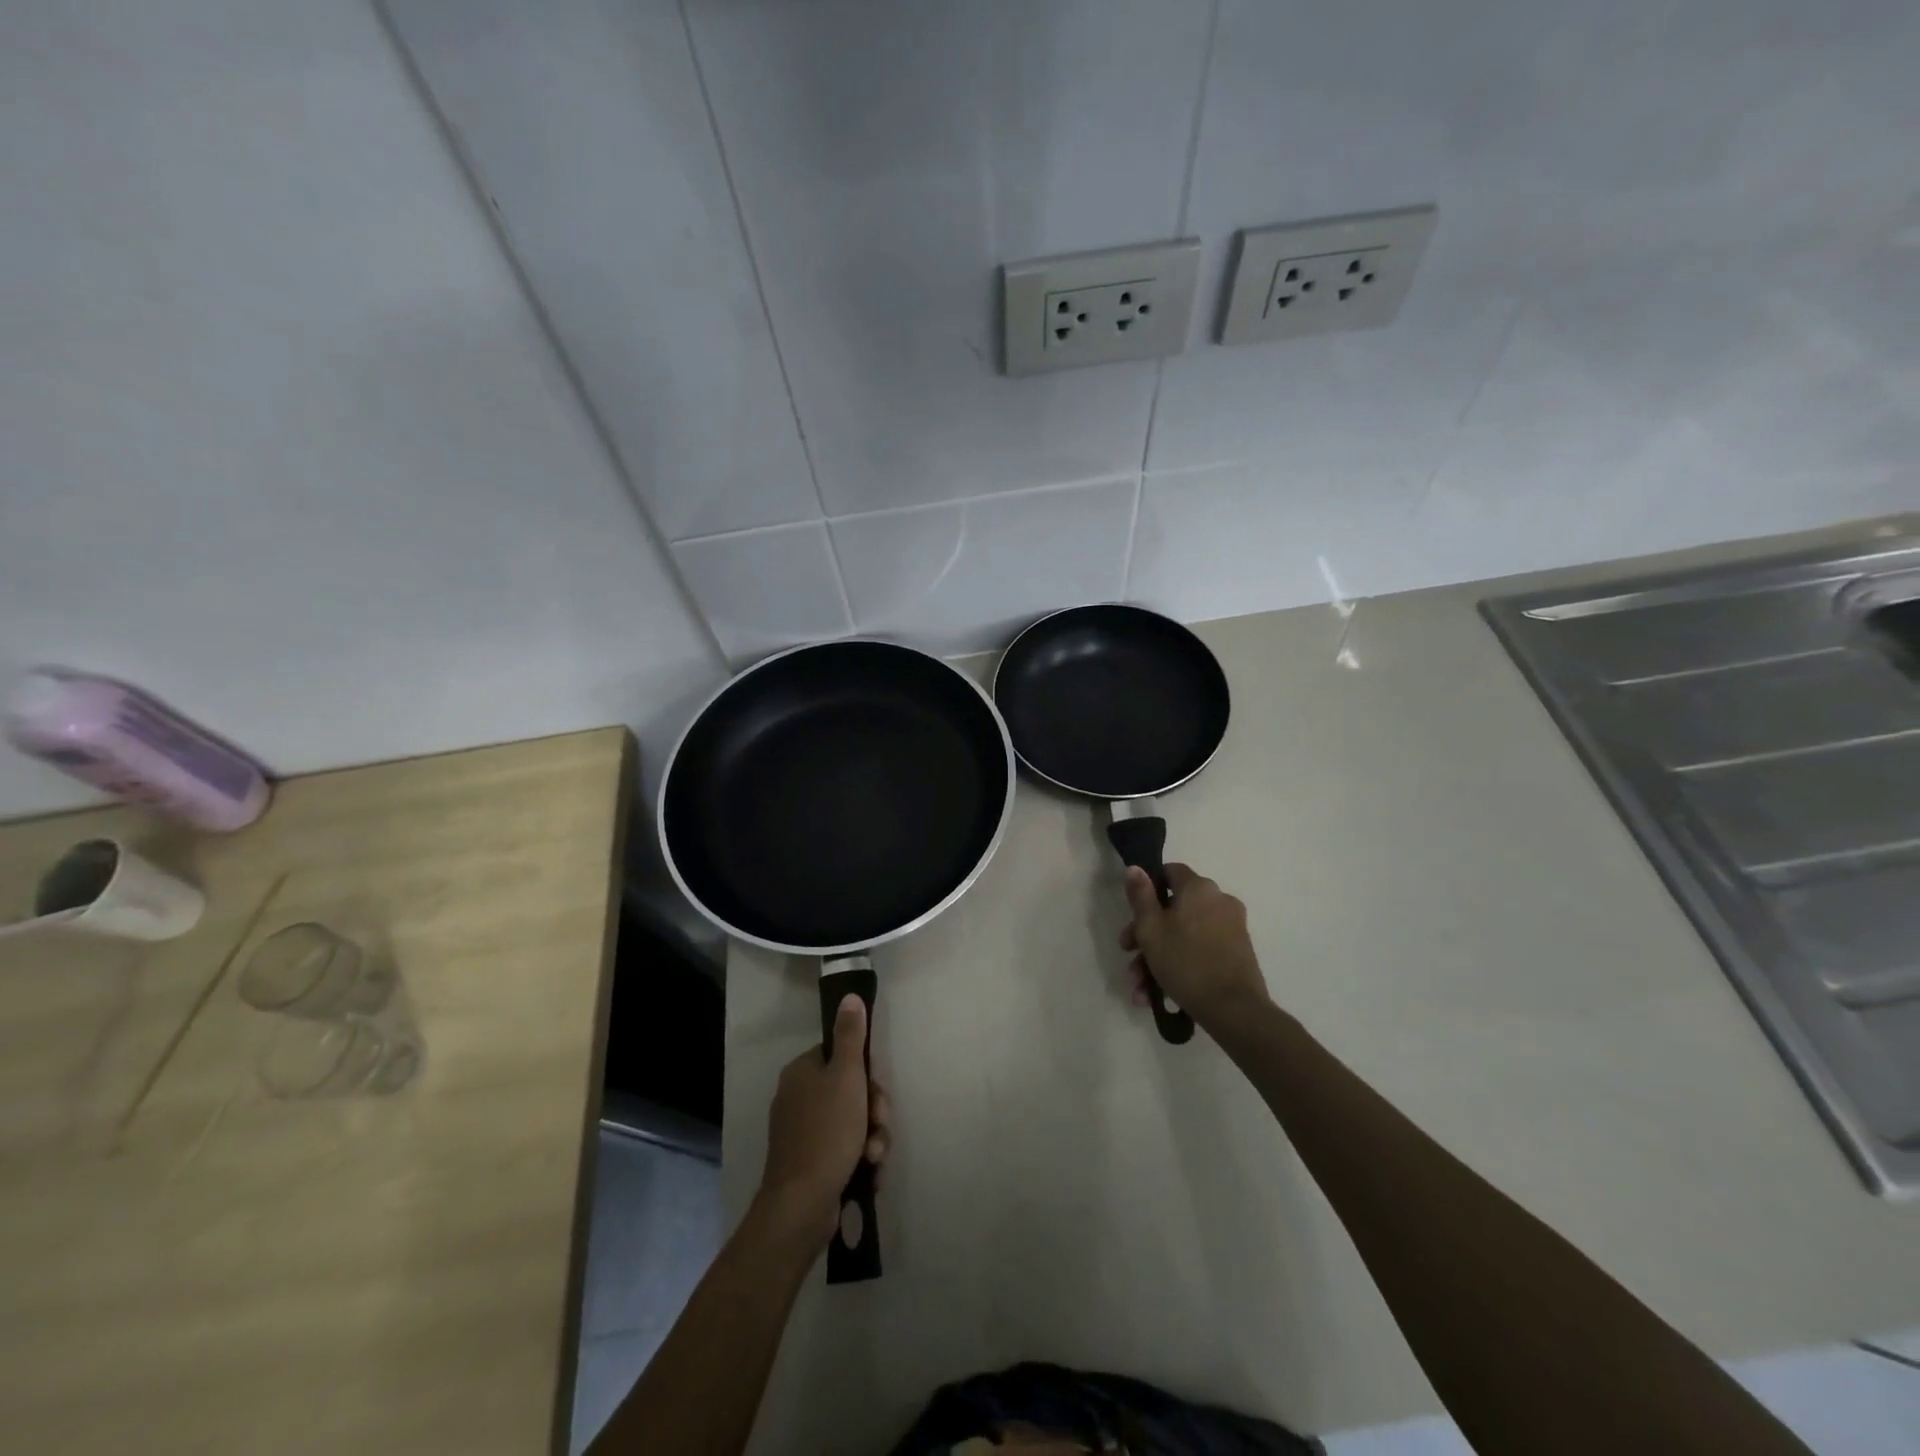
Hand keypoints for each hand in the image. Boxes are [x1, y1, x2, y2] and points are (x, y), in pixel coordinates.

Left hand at [754, 995, 891, 1245]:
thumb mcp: (846, 1077)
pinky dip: (860, 1159)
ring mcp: (802, 1133)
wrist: (802, 1205)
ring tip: (874, 1157)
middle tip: (878, 1124)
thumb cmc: (827, 1132)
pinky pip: (844, 1150)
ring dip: (872, 1137)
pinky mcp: (810, 1163)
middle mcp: (798, 1098)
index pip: (840, 1056)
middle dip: (873, 1110)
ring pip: (852, 1122)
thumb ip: (851, 1036)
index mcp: (801, 1072)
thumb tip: (849, 996)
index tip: (876, 1090)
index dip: (865, 1073)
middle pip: (850, 1090)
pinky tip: (869, 1173)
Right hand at [1120, 863, 1271, 1030]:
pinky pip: (1201, 951)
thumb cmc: (1185, 962)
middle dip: (1147, 935)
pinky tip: (1161, 994)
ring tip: (1141, 989)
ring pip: (1184, 935)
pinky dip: (1181, 966)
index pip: (1170, 872)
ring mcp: (1232, 928)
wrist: (1234, 1010)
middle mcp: (1220, 901)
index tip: (1134, 914)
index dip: (1148, 889)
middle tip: (1129, 956)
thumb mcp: (1150, 928)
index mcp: (1199, 888)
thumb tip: (1135, 868)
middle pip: (1173, 909)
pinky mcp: (1238, 954)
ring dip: (1159, 958)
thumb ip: (1140, 895)